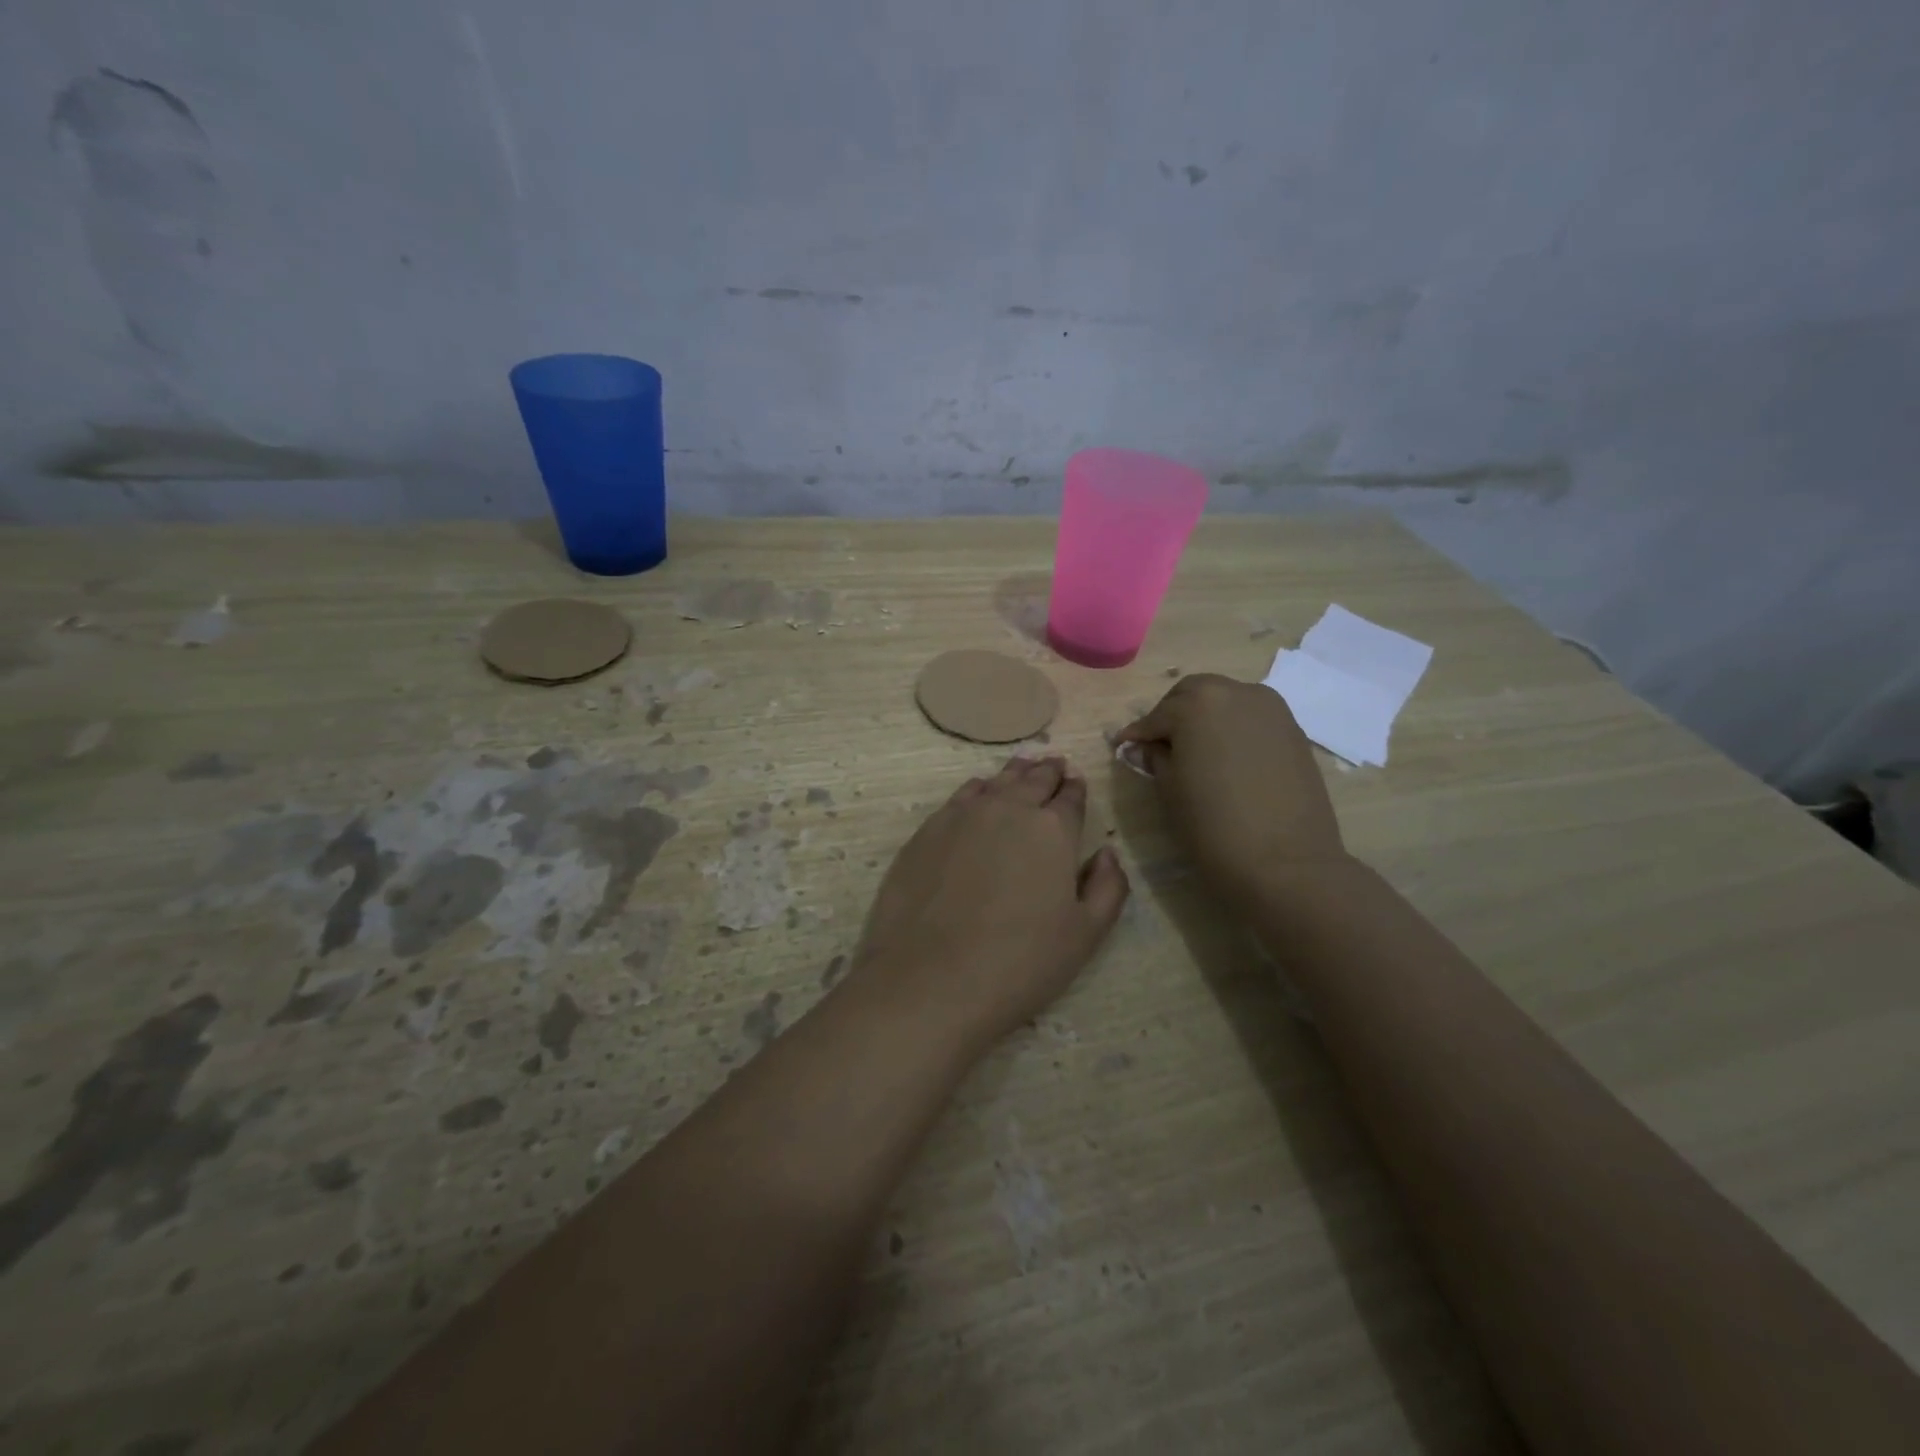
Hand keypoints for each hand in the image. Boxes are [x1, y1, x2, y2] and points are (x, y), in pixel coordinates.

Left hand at [847, 756, 1128, 1054]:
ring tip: (1021, 768)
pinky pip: (960, 797)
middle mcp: (1008, 809)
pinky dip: (976, 789)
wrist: (929, 979)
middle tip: (1054, 764)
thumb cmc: (1019, 963)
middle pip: (1033, 780)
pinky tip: (978, 793)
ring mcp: (962, 816)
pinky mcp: (926, 831)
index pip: (1070, 798)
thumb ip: (1107, 887)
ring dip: (1013, 775)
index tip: (1076, 782)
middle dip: (1047, 772)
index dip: (1075, 789)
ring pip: (995, 783)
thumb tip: (1106, 854)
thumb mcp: (1085, 935)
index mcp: (1052, 830)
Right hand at [1116, 674, 1346, 903]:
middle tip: (1160, 747)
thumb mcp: (1170, 790)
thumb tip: (1141, 747)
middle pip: (1194, 695)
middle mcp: (1235, 692)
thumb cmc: (1213, 825)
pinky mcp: (1294, 730)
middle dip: (1173, 715)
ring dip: (1206, 718)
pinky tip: (1226, 759)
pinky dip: (1234, 729)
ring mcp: (1271, 709)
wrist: (1286, 862)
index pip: (1157, 715)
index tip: (1124, 747)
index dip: (1139, 734)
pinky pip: (1252, 719)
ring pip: (1226, 701)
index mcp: (1197, 703)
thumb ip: (1155, 759)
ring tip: (1195, 752)